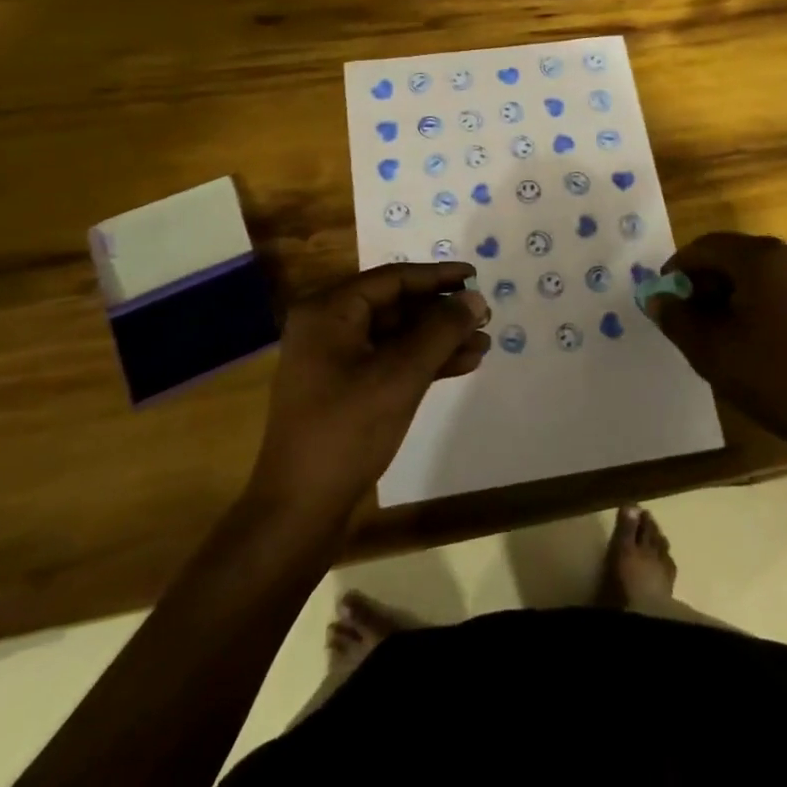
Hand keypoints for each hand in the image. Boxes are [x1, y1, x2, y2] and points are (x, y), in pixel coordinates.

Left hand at [251, 262, 489, 515]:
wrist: (300, 509)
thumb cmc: (347, 431)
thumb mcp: (400, 376)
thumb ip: (440, 331)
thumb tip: (475, 299)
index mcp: (329, 312)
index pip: (392, 279)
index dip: (437, 277)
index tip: (476, 277)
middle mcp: (328, 327)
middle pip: (395, 306)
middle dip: (441, 312)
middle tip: (485, 317)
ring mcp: (334, 361)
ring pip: (396, 336)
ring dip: (438, 339)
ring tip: (483, 344)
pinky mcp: (344, 390)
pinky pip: (389, 362)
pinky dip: (423, 362)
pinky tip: (461, 365)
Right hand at [647, 233, 786, 452]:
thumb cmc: (777, 379)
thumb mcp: (712, 352)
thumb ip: (677, 319)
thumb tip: (658, 299)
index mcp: (761, 259)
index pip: (705, 247)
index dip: (678, 268)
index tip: (665, 297)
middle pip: (733, 255)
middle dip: (705, 281)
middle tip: (689, 317)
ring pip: (759, 272)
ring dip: (732, 292)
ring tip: (719, 331)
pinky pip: (782, 287)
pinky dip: (759, 301)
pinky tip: (755, 337)